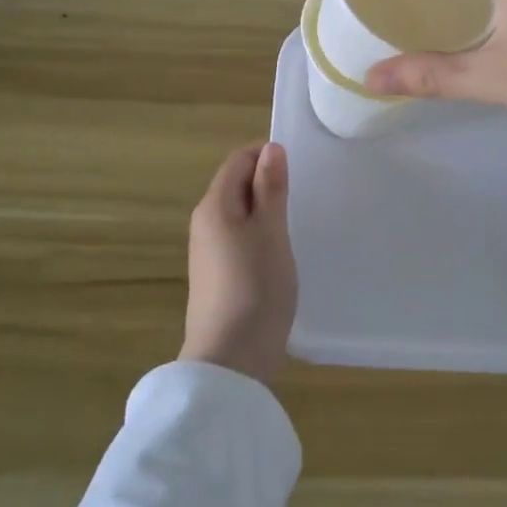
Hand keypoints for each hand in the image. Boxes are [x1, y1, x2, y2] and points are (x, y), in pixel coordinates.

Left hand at [181, 141, 296, 385]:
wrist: (230, 359)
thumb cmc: (256, 286)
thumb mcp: (271, 232)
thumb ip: (270, 189)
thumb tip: (270, 148)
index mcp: (214, 205)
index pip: (237, 161)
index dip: (265, 155)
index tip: (299, 166)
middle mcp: (204, 222)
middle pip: (234, 185)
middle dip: (266, 181)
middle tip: (303, 193)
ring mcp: (207, 251)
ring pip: (237, 213)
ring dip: (264, 209)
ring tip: (295, 220)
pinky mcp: (214, 275)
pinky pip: (236, 237)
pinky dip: (257, 233)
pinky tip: (278, 252)